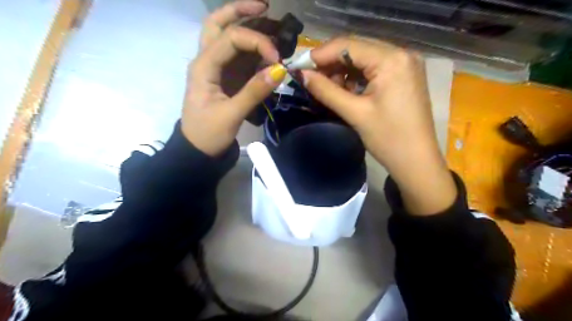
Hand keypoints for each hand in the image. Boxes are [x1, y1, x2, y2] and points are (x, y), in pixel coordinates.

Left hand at [183, 1, 287, 156]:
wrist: (198, 150)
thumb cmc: (208, 134)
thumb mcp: (231, 115)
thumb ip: (254, 92)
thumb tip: (280, 71)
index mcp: (203, 67)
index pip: (230, 38)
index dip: (257, 42)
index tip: (277, 59)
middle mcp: (207, 60)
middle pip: (218, 24)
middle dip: (240, 11)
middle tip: (265, 6)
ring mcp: (216, 68)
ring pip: (227, 36)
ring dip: (247, 26)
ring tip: (271, 22)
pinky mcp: (225, 78)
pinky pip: (237, 56)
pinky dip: (252, 49)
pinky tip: (267, 49)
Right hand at [304, 37, 456, 215]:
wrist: (416, 161)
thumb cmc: (388, 139)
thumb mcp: (355, 113)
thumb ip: (326, 90)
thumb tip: (301, 75)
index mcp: (392, 60)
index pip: (348, 45)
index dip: (320, 55)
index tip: (300, 67)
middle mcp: (402, 53)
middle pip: (356, 48)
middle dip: (331, 63)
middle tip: (311, 79)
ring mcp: (405, 64)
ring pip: (364, 58)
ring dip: (342, 71)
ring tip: (329, 89)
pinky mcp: (404, 75)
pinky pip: (374, 68)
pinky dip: (356, 77)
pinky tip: (346, 90)